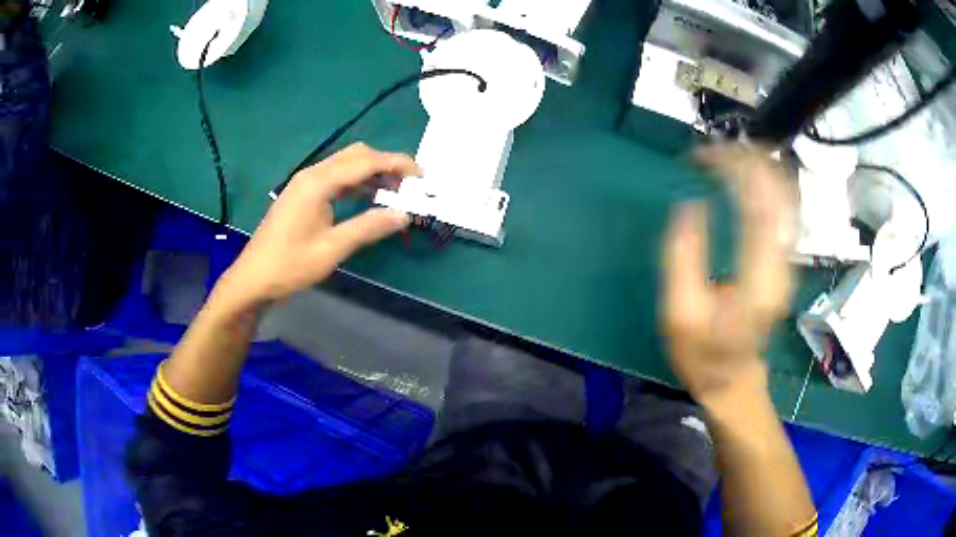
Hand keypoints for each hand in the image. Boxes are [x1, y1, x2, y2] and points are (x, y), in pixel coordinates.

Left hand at [217, 143, 419, 308]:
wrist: (254, 279)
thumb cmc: (290, 265)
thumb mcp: (332, 249)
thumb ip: (369, 227)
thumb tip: (404, 214)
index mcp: (318, 182)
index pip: (366, 161)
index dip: (397, 164)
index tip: (422, 176)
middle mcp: (312, 174)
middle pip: (357, 155)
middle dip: (387, 164)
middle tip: (410, 186)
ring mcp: (306, 183)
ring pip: (347, 165)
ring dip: (373, 173)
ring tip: (397, 192)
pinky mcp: (304, 194)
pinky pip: (336, 179)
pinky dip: (357, 183)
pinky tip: (370, 198)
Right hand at [663, 144, 796, 408]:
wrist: (734, 379)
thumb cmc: (702, 354)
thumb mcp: (679, 314)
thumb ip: (683, 257)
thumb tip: (690, 204)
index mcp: (759, 279)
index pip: (759, 204)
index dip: (734, 169)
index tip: (702, 155)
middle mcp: (783, 264)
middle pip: (779, 192)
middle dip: (749, 160)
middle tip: (712, 149)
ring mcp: (789, 261)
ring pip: (788, 196)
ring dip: (761, 167)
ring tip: (729, 152)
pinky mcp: (786, 259)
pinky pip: (786, 208)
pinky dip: (769, 182)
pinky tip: (750, 173)